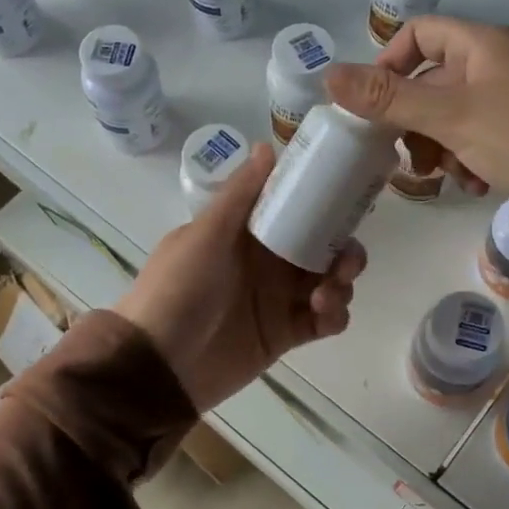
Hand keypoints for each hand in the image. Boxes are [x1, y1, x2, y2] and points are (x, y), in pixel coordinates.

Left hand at [114, 144, 365, 411]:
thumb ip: (240, 195)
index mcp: (248, 232)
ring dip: (341, 282)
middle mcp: (268, 261)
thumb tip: (267, 144)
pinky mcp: (285, 334)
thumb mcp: (206, 235)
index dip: (325, 203)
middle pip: (322, 246)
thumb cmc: (178, 289)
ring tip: (325, 296)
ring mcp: (278, 299)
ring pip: (329, 281)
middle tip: (345, 261)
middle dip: (343, 249)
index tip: (349, 200)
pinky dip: (335, 315)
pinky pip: (325, 320)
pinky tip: (325, 314)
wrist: (159, 364)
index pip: (296, 209)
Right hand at [325, 18, 508, 216]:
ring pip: (454, 115)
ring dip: (441, 147)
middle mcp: (498, 62)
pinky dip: (470, 158)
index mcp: (481, 44)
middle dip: (415, 122)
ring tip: (450, 178)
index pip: (418, 35)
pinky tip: (476, 184)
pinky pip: (482, 136)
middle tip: (411, 159)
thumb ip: (388, 99)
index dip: (388, 65)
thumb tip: (328, 75)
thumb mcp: (450, 117)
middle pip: (432, 81)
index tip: (373, 109)